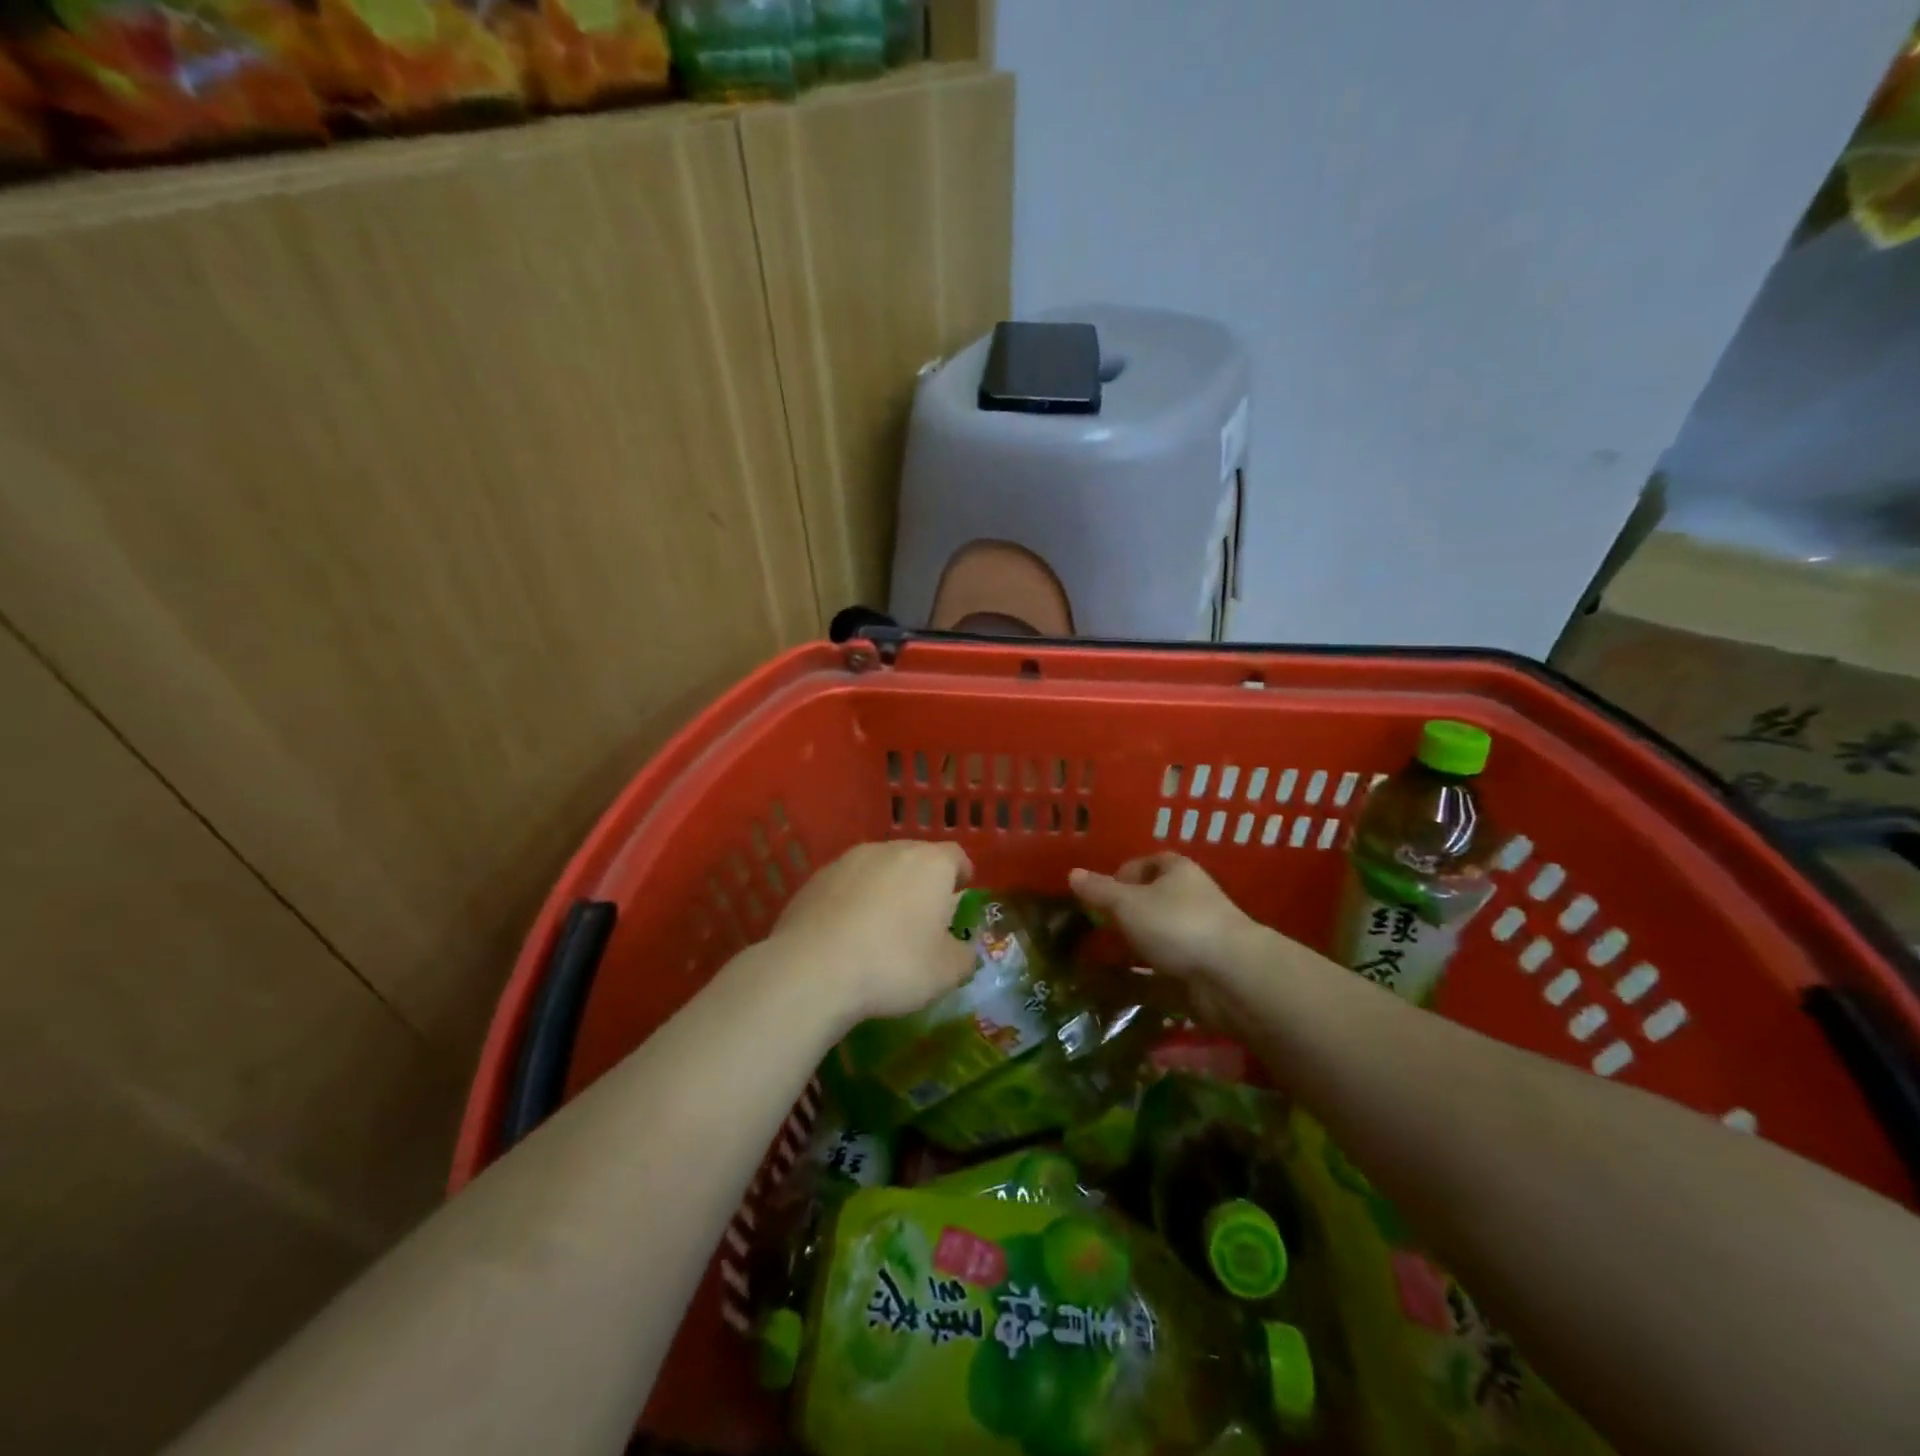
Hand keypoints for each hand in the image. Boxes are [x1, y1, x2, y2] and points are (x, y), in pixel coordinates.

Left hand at [769, 840, 975, 1022]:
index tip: (961, 892)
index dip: (961, 873)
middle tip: (924, 915)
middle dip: (922, 881)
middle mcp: (890, 850)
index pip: (955, 856)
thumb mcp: (946, 973)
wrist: (813, 969)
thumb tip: (961, 952)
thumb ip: (963, 956)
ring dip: (885, 888)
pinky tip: (847, 933)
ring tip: (883, 925)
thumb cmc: (894, 964)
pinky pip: (846, 885)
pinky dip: (853, 900)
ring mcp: (848, 860)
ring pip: (878, 868)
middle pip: (915, 857)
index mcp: (930, 863)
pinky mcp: (815, 878)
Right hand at [1069, 854, 1254, 979]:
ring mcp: (1199, 935)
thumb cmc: (1176, 924)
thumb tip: (1072, 873)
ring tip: (1104, 959)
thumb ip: (1099, 890)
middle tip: (1098, 929)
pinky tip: (1125, 987)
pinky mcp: (1202, 968)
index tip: (1101, 895)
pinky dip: (1146, 977)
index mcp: (1178, 871)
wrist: (1231, 975)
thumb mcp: (1128, 903)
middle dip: (1127, 913)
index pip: (1148, 862)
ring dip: (1136, 946)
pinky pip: (1167, 968)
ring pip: (1160, 936)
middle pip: (1154, 900)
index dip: (1123, 874)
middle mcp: (1192, 898)